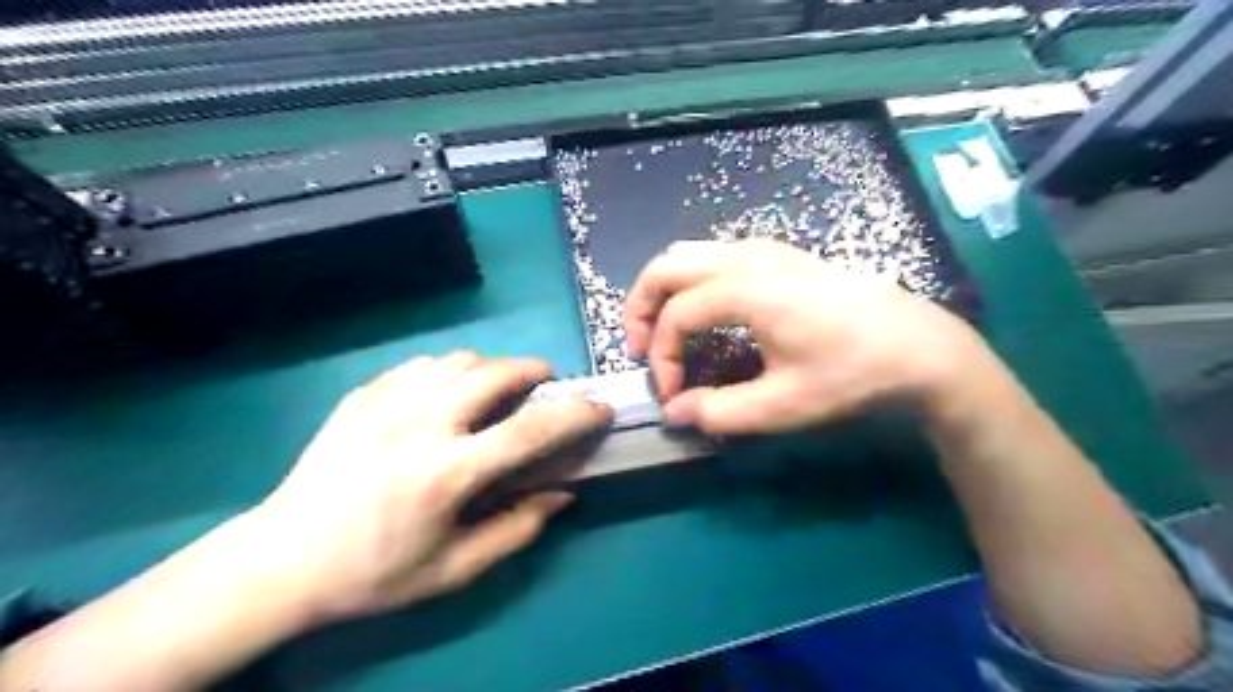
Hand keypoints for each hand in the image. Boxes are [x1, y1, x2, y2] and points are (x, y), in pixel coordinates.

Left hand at [255, 352, 610, 620]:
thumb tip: (561, 495)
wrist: (282, 560)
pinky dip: (448, 372)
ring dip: (491, 368)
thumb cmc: (374, 572)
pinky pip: (420, 366)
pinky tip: (446, 395)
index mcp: (446, 473)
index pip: (529, 430)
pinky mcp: (361, 397)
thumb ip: (516, 529)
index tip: (599, 408)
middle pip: (494, 373)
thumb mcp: (453, 570)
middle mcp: (420, 426)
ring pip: (457, 361)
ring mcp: (385, 405)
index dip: (574, 414)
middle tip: (545, 384)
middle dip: (533, 370)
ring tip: (497, 389)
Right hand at [621, 242, 988, 435]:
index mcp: (746, 290)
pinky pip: (713, 255)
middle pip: (666, 266)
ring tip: (664, 332)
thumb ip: (720, 412)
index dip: (662, 358)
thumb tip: (675, 412)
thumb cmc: (853, 375)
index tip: (673, 396)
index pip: (676, 317)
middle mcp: (747, 257)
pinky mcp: (778, 254)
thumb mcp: (784, 406)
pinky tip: (705, 314)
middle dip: (641, 308)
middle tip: (640, 349)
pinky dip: (690, 281)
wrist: (919, 347)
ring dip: (664, 290)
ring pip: (687, 253)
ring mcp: (764, 249)